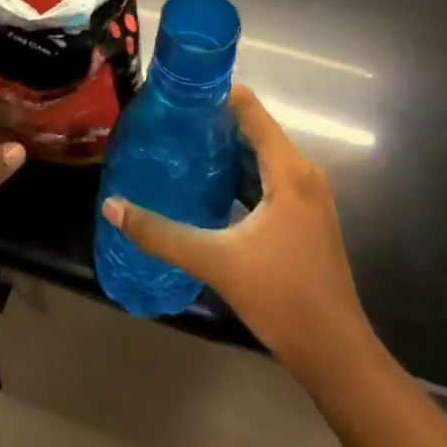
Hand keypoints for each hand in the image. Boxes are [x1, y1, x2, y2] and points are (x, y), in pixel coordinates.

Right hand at [102, 86, 367, 376]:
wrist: (334, 353)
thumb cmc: (281, 297)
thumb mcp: (215, 261)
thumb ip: (161, 233)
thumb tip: (112, 207)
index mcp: (288, 171)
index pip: (251, 110)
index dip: (216, 94)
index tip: (178, 93)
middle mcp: (303, 174)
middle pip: (254, 131)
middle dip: (212, 124)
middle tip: (168, 123)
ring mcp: (306, 197)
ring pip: (259, 158)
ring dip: (224, 151)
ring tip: (179, 149)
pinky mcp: (303, 218)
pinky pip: (266, 180)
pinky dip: (237, 176)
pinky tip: (206, 187)